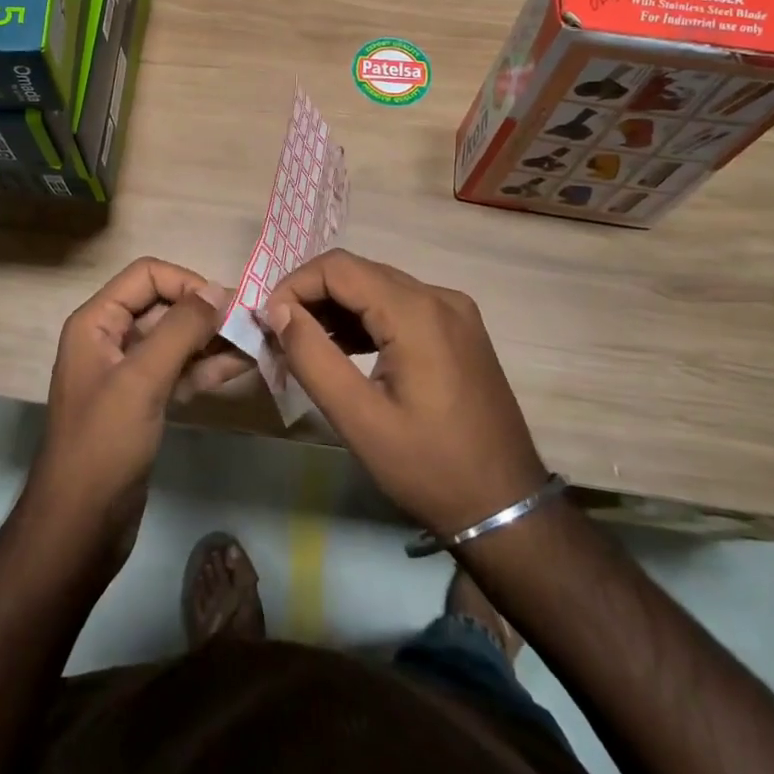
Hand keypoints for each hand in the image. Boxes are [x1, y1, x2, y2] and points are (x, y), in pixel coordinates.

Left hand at [22, 259, 233, 569]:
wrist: (80, 526)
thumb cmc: (104, 444)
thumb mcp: (142, 379)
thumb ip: (180, 329)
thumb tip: (218, 290)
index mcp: (97, 323)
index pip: (146, 276)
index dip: (186, 282)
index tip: (225, 305)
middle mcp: (111, 339)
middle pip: (164, 306)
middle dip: (205, 311)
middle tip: (251, 323)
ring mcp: (129, 373)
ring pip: (176, 340)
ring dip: (213, 339)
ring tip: (257, 342)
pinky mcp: (145, 403)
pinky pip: (180, 371)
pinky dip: (208, 367)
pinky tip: (242, 366)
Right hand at [263, 249, 547, 536]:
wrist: (505, 506)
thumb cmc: (428, 467)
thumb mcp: (358, 419)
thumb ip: (312, 357)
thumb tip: (278, 311)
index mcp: (417, 313)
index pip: (339, 267)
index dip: (295, 285)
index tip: (268, 322)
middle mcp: (439, 297)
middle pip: (359, 272)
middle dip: (312, 295)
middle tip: (280, 334)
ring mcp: (455, 311)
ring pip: (378, 287)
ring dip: (337, 307)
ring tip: (305, 343)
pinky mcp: (459, 329)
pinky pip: (401, 305)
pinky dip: (366, 319)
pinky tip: (344, 349)